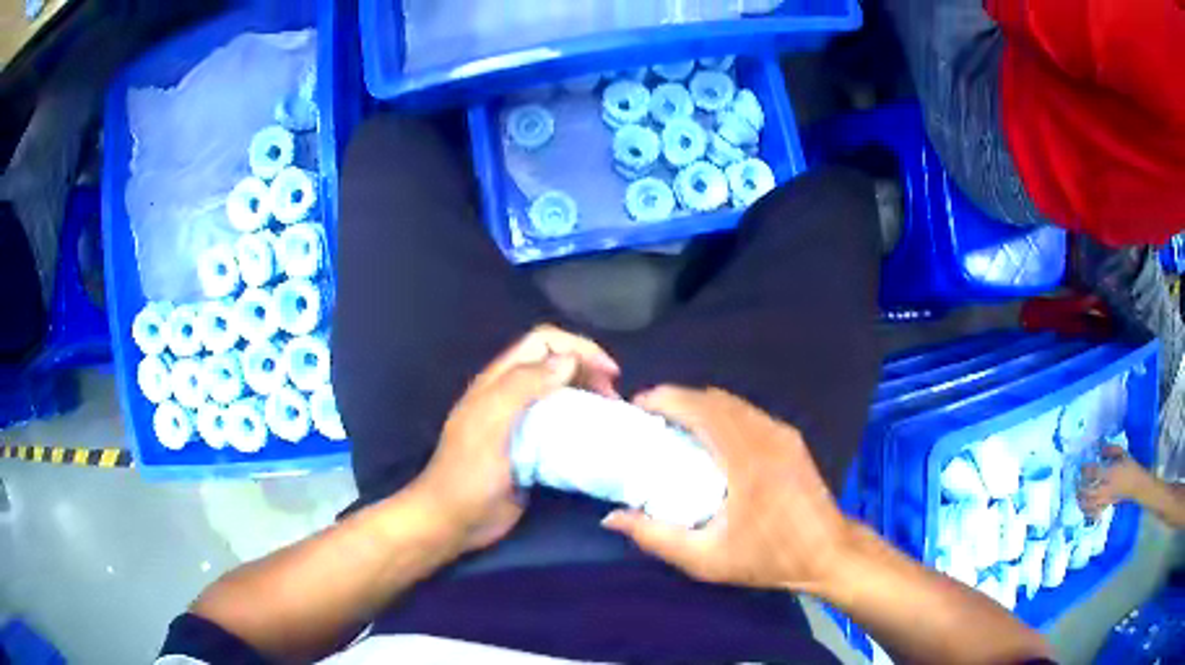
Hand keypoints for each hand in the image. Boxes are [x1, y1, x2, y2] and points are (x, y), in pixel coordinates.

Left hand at [412, 325, 619, 552]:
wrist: (453, 520)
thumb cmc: (469, 473)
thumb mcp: (490, 424)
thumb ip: (522, 386)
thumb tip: (568, 359)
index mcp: (498, 381)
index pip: (542, 343)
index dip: (578, 347)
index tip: (609, 373)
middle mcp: (511, 395)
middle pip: (555, 364)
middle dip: (588, 369)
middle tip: (613, 396)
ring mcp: (522, 423)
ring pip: (561, 394)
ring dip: (588, 395)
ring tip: (610, 414)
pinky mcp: (531, 450)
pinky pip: (562, 426)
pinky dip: (583, 424)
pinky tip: (597, 438)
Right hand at [602, 387, 849, 593]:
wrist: (829, 553)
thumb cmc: (768, 557)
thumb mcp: (706, 559)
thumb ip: (656, 537)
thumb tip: (611, 518)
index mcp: (746, 457)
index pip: (700, 409)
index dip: (666, 399)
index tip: (637, 406)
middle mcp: (766, 434)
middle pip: (714, 398)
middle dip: (678, 399)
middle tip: (648, 418)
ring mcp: (782, 433)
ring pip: (733, 403)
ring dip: (700, 405)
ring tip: (673, 424)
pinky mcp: (791, 439)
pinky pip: (748, 413)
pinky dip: (721, 414)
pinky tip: (709, 437)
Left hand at [1079, 445, 1149, 516]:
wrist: (1137, 484)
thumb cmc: (1130, 466)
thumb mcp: (1123, 453)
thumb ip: (1112, 450)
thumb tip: (1101, 449)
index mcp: (1111, 473)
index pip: (1095, 473)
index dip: (1086, 470)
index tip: (1081, 466)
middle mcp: (1107, 488)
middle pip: (1089, 491)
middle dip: (1081, 488)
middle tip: (1076, 482)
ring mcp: (1106, 499)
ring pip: (1090, 504)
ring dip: (1082, 500)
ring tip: (1077, 495)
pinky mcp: (1107, 505)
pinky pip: (1095, 511)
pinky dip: (1088, 511)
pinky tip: (1083, 508)